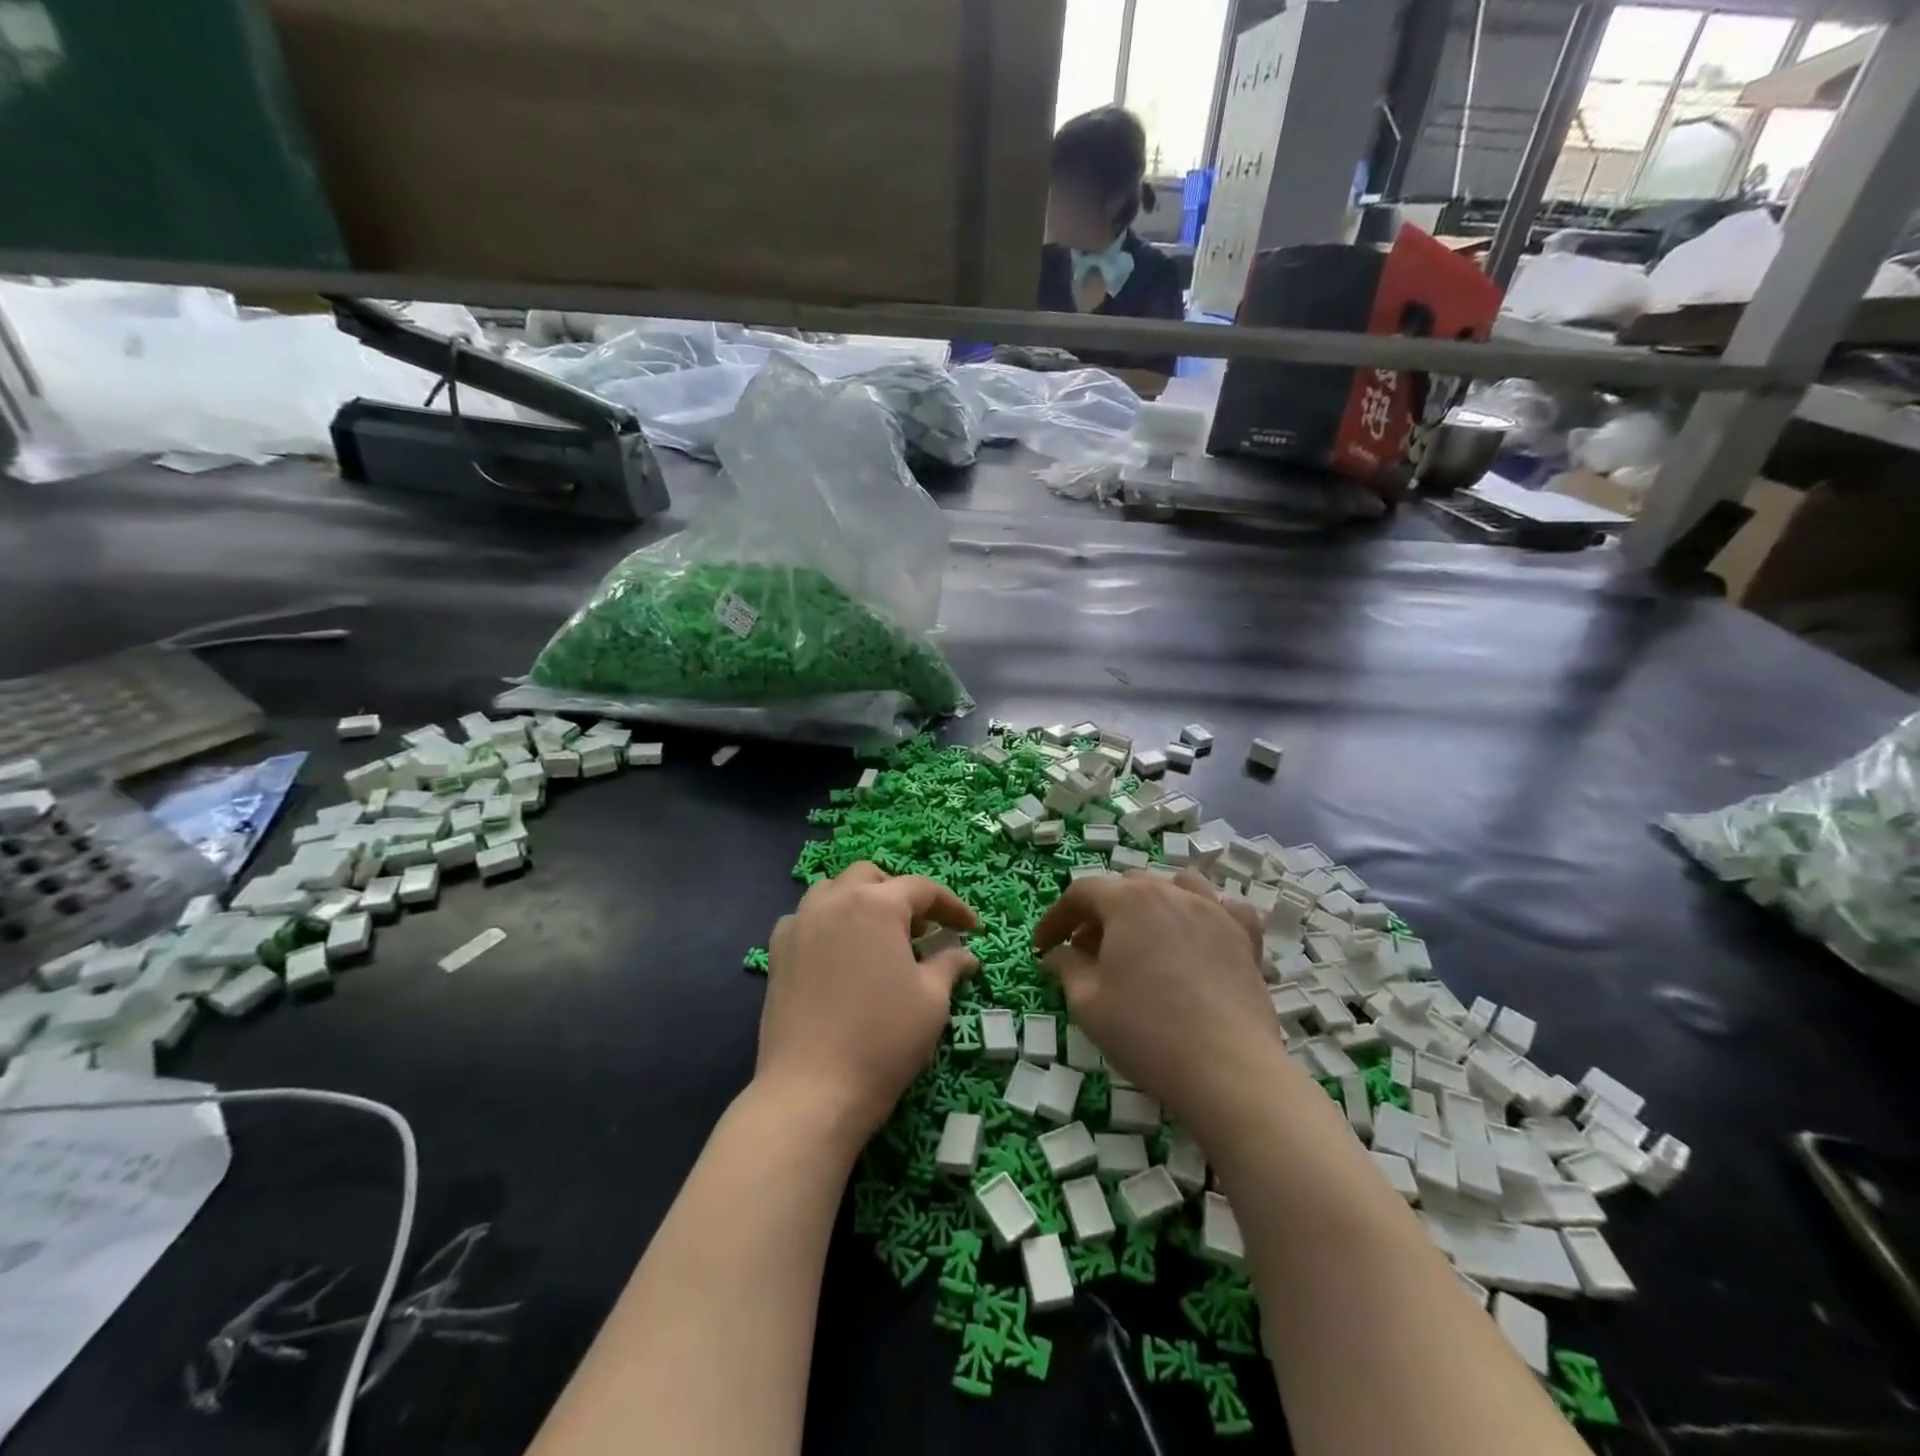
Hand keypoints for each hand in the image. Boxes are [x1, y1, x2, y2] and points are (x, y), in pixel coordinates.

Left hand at [758, 862, 977, 1143]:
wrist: (812, 1090)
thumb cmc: (883, 1039)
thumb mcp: (931, 1001)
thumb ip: (949, 965)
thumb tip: (964, 954)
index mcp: (876, 904)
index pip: (922, 889)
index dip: (951, 906)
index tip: (970, 928)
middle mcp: (834, 901)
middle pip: (871, 877)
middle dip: (901, 895)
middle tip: (922, 930)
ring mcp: (800, 924)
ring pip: (833, 891)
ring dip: (860, 902)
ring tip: (879, 937)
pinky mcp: (777, 952)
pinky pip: (806, 919)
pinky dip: (827, 923)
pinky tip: (839, 954)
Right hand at [1033, 870, 1279, 1137]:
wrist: (1227, 1070)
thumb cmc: (1146, 1032)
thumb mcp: (1087, 1003)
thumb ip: (1067, 967)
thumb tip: (1057, 954)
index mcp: (1128, 900)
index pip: (1081, 893)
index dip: (1057, 917)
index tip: (1043, 947)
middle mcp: (1171, 892)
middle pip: (1127, 887)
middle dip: (1100, 913)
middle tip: (1086, 951)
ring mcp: (1214, 911)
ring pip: (1177, 886)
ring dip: (1152, 902)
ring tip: (1143, 935)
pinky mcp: (1245, 938)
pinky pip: (1226, 908)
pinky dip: (1209, 914)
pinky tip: (1202, 935)